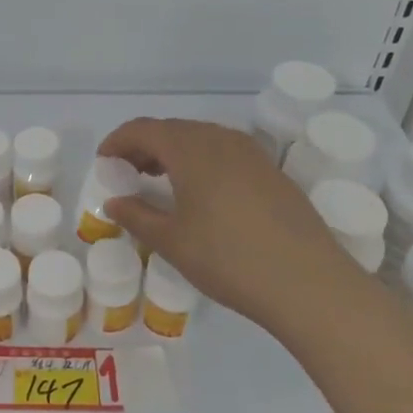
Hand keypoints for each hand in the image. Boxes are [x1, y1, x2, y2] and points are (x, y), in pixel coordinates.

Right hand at [99, 117, 366, 329]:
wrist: (309, 284)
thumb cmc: (229, 260)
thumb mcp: (172, 242)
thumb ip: (137, 216)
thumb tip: (114, 202)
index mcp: (190, 149)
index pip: (143, 129)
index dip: (118, 141)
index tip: (103, 161)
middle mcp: (221, 140)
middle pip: (172, 129)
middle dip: (144, 145)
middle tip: (128, 173)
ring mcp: (252, 154)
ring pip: (201, 138)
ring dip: (174, 152)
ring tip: (160, 182)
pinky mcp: (272, 172)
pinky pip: (225, 152)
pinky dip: (201, 161)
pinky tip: (201, 193)